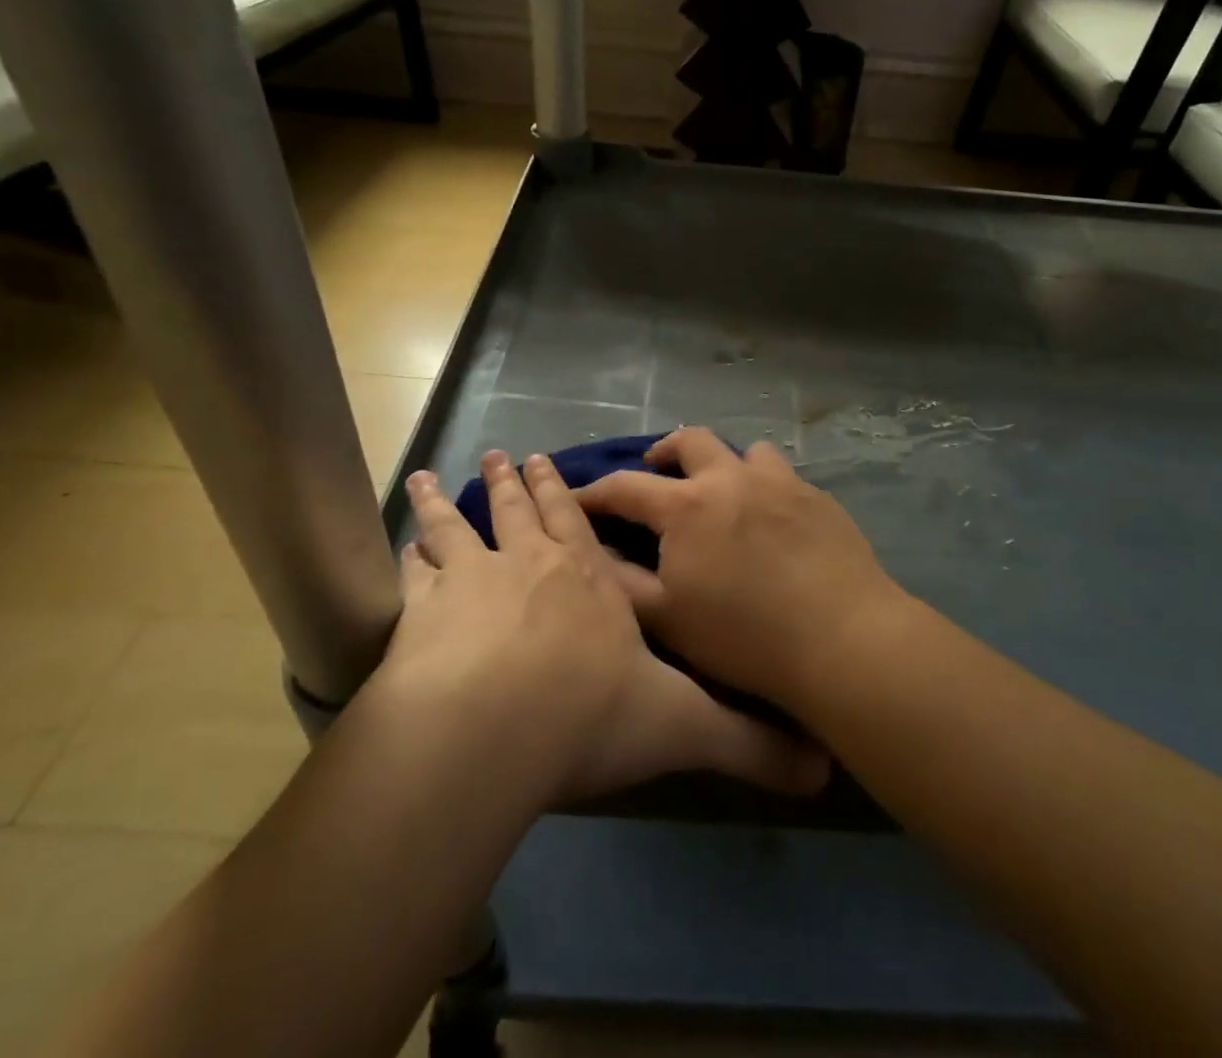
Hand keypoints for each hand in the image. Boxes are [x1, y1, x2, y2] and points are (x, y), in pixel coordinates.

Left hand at [377, 449, 827, 804]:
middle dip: (512, 481)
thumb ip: (748, 742)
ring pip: (457, 528)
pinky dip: (408, 556)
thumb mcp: (681, 727)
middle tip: (498, 453)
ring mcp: (472, 581)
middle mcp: (530, 565)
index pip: (577, 522)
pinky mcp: (422, 612)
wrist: (494, 728)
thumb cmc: (590, 714)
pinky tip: (400, 546)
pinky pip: (413, 574)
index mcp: (588, 579)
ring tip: (429, 477)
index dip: (563, 491)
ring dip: (445, 503)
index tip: (546, 460)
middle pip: (519, 509)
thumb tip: (822, 769)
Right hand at [575, 428, 908, 713]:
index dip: (595, 492)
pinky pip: (782, 475)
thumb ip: (621, 581)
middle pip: (690, 441)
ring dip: (722, 462)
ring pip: (744, 451)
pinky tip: (769, 517)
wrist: (842, 637)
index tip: (578, 499)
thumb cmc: (744, 636)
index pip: (625, 486)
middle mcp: (731, 478)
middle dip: (664, 451)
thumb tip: (592, 550)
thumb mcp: (667, 619)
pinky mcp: (817, 497)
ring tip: (720, 489)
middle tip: (656, 470)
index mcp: (687, 505)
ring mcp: (780, 482)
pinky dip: (762, 484)